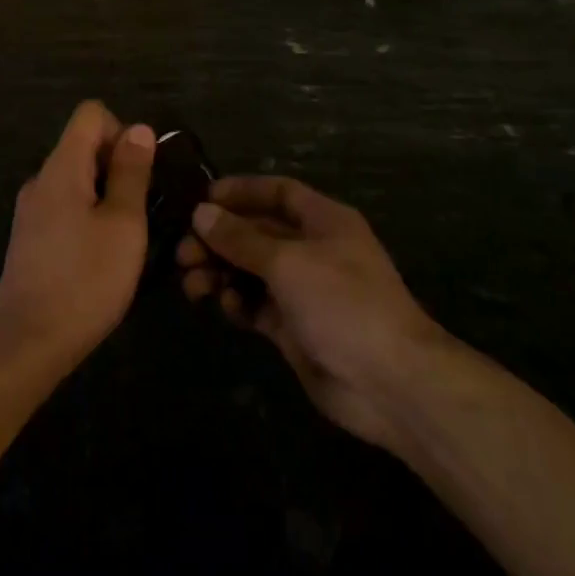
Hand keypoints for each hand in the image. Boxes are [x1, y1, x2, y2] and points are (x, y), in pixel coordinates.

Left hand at [0, 101, 153, 376]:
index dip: (121, 130)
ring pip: (75, 179)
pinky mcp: (29, 237)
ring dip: (105, 194)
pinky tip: (100, 255)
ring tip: (125, 236)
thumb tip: (139, 128)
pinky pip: (64, 205)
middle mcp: (40, 179)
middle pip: (82, 145)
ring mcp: (30, 209)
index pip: (90, 114)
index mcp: (61, 167)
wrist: (28, 343)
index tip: (139, 172)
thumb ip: (131, 172)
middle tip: (140, 210)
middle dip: (117, 165)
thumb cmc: (85, 280)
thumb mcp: (123, 224)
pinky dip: (87, 214)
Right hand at [177, 176, 443, 452]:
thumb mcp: (288, 262)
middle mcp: (312, 249)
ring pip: (251, 270)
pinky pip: (256, 304)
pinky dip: (237, 303)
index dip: (241, 192)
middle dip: (220, 239)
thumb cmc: (343, 303)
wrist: (390, 383)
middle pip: (257, 232)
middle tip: (184, 253)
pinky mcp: (293, 327)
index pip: (277, 192)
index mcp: (323, 221)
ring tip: (193, 284)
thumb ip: (241, 238)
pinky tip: (223, 307)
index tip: (201, 199)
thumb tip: (200, 213)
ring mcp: (303, 290)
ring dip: (221, 272)